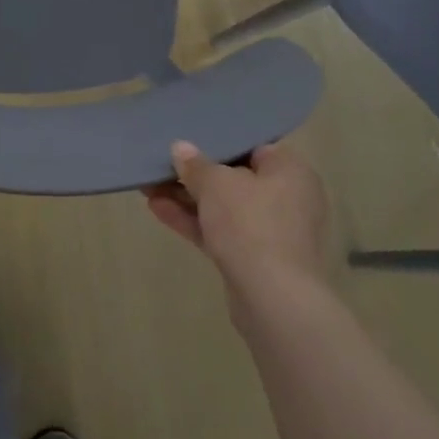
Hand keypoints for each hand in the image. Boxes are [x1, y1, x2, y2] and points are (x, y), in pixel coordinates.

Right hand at [143, 141, 328, 293]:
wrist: (273, 300)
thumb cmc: (251, 224)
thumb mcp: (216, 184)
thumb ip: (196, 164)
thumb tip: (181, 148)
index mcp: (290, 170)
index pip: (253, 146)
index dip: (218, 141)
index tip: (188, 138)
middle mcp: (288, 198)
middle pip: (235, 178)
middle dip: (195, 174)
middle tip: (162, 163)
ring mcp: (272, 232)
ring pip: (224, 207)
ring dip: (188, 198)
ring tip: (148, 185)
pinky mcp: (256, 260)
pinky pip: (221, 232)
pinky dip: (194, 221)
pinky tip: (156, 209)